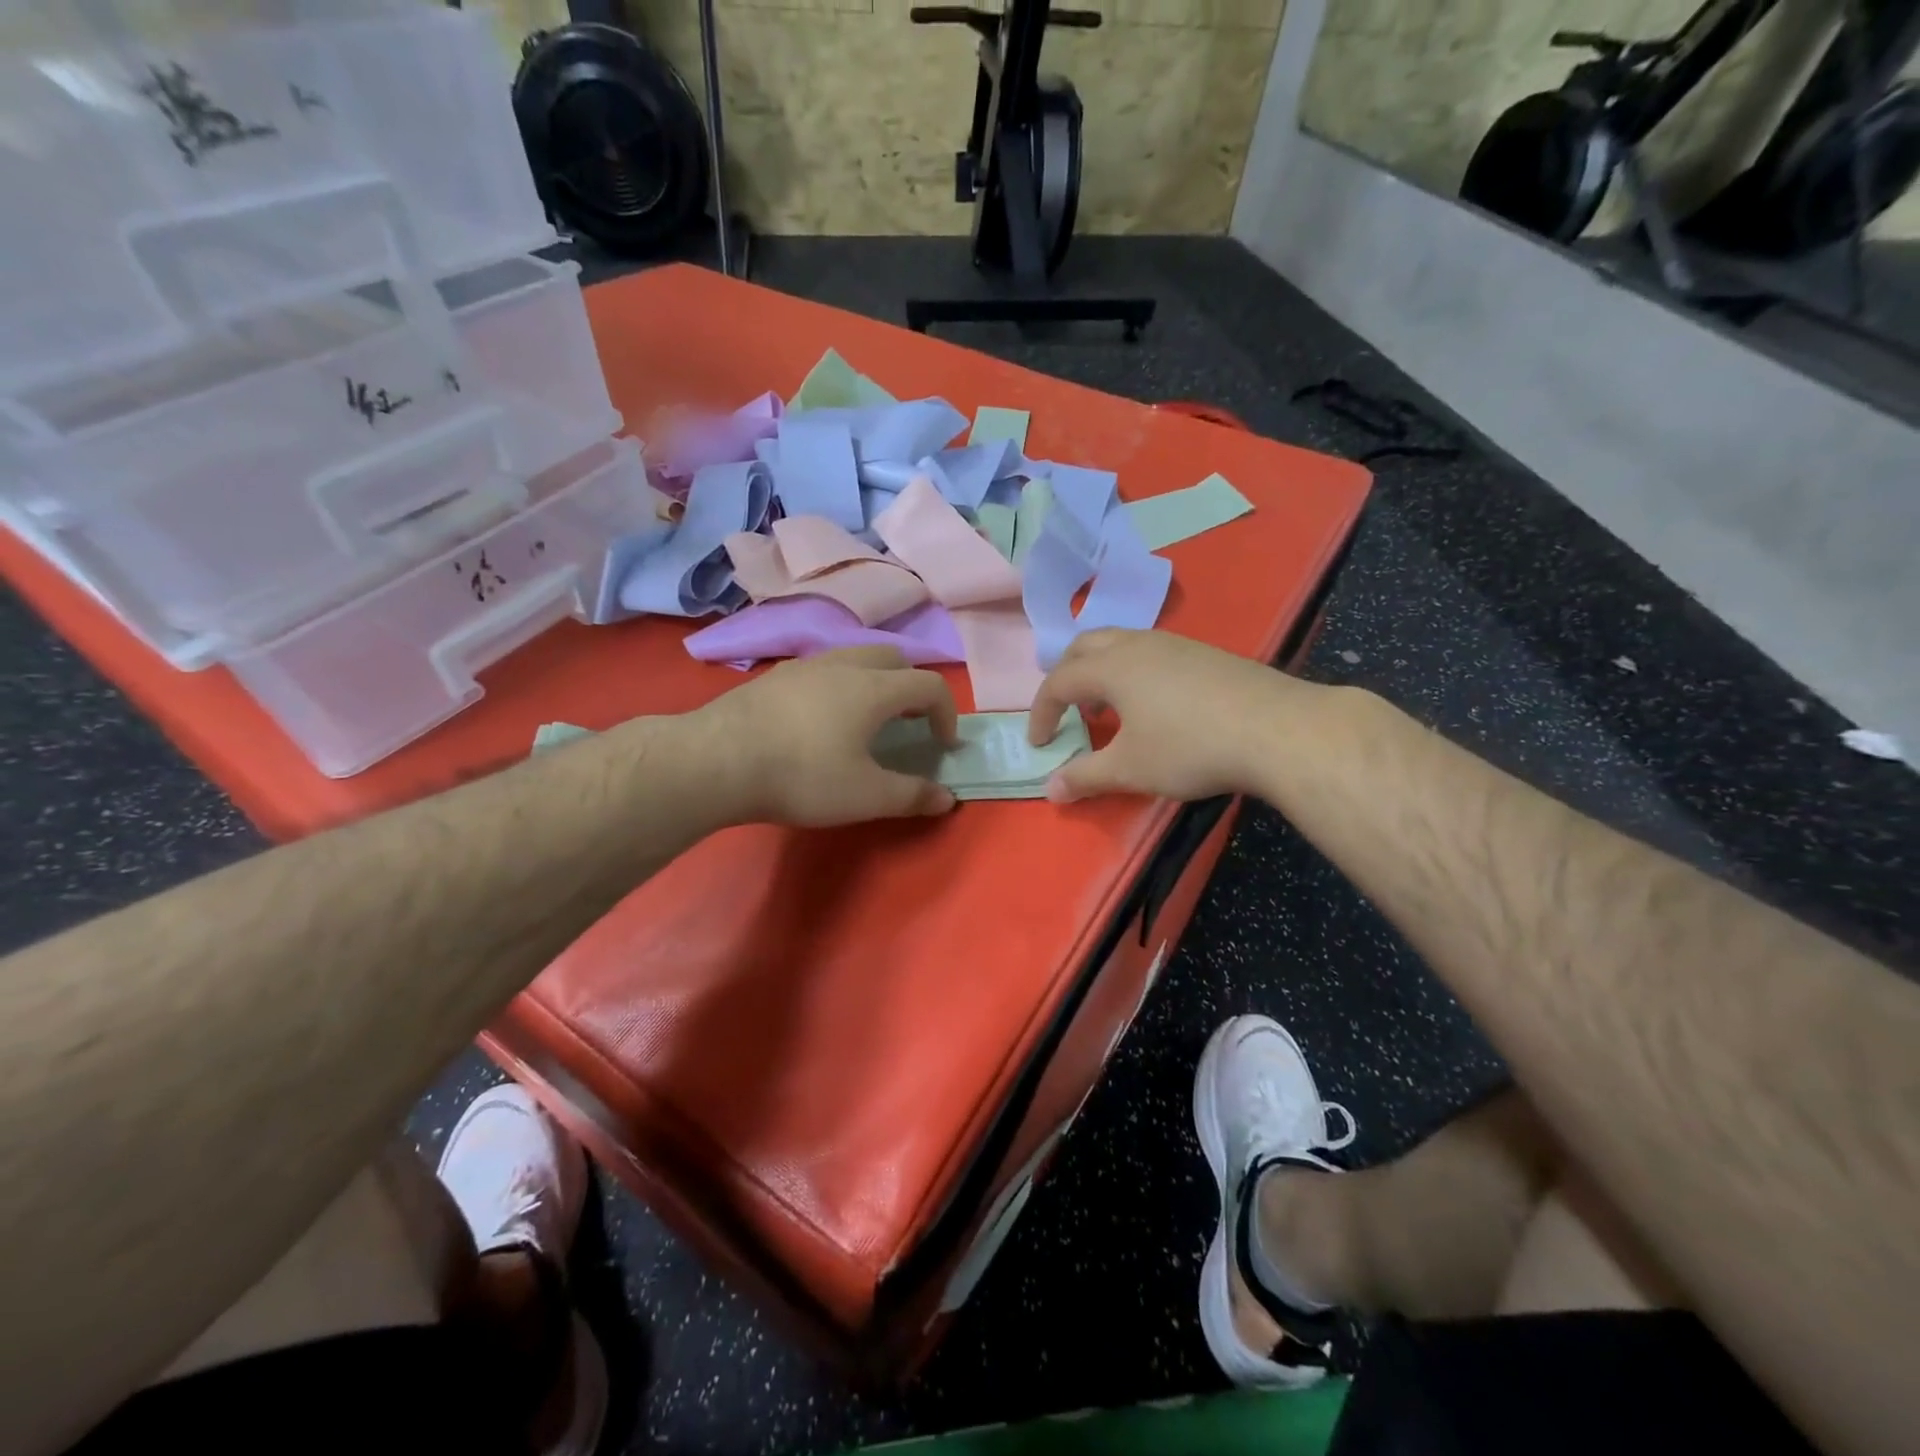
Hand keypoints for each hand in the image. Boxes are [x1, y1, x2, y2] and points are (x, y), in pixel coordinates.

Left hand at [696, 646, 960, 825]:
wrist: (716, 761)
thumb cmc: (803, 776)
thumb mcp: (866, 796)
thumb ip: (912, 796)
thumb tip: (947, 798)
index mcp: (875, 688)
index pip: (930, 685)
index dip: (947, 712)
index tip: (943, 744)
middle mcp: (844, 664)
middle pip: (894, 659)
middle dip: (911, 687)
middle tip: (907, 723)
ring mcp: (805, 665)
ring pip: (856, 657)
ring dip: (875, 681)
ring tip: (865, 719)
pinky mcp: (775, 675)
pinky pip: (823, 668)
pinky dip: (840, 685)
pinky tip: (820, 720)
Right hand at [1027, 629, 1292, 802]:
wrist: (1277, 729)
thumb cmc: (1189, 747)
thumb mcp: (1130, 769)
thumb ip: (1085, 776)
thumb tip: (1050, 790)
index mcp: (1111, 667)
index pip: (1059, 682)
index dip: (1041, 713)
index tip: (1039, 744)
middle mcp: (1138, 644)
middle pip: (1085, 646)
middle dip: (1066, 676)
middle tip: (1065, 709)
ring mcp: (1175, 644)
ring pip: (1121, 644)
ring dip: (1100, 671)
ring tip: (1106, 707)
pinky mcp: (1205, 654)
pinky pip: (1151, 652)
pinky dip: (1132, 672)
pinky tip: (1153, 705)